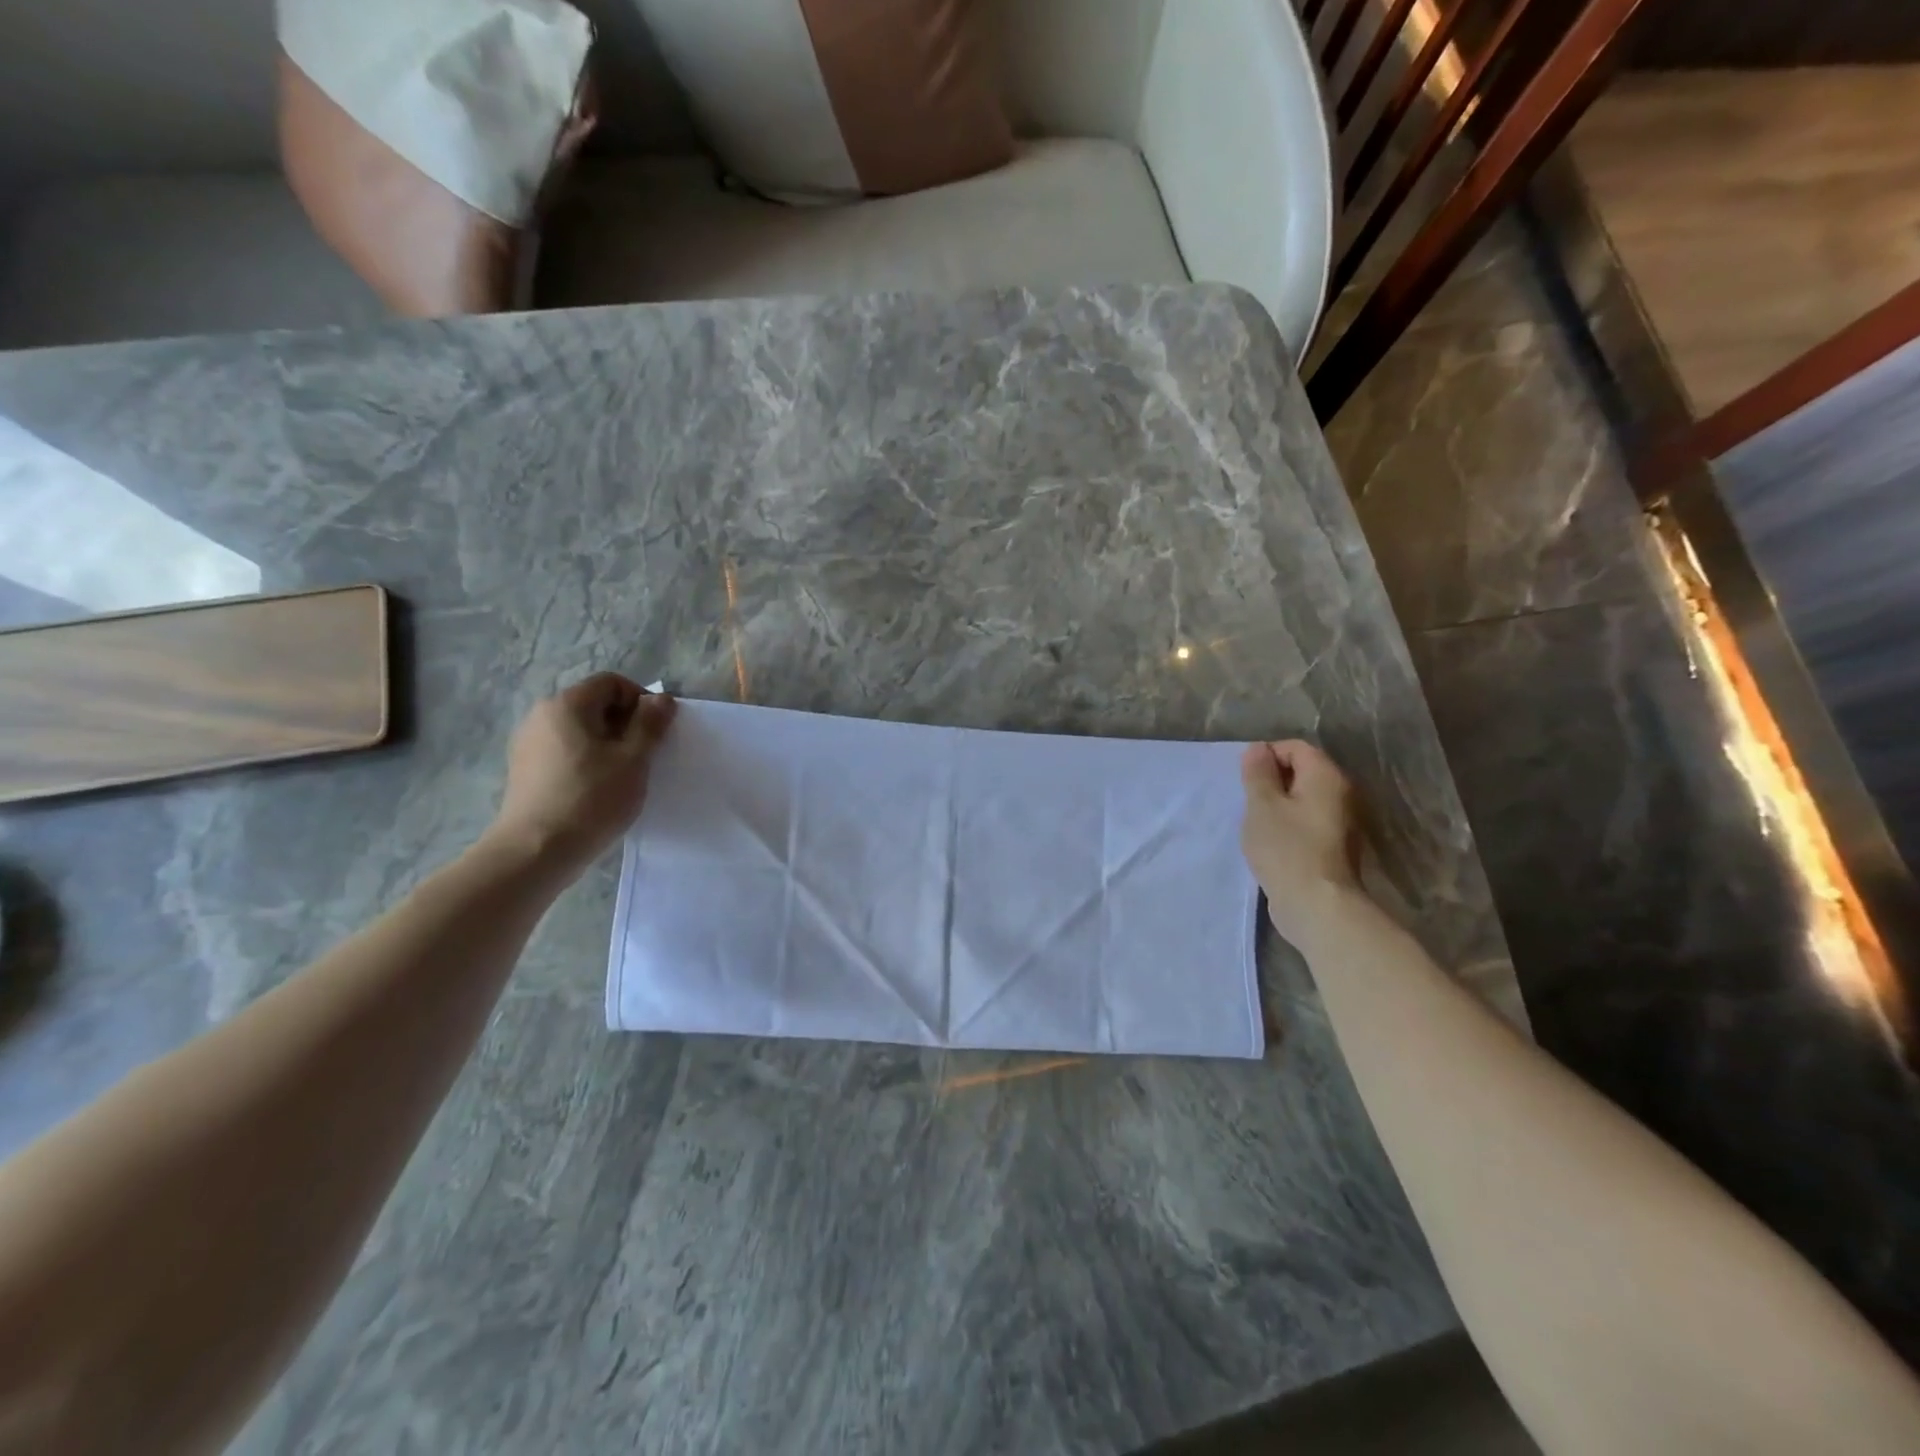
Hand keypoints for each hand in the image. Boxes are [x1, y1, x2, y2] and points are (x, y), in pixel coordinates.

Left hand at [485, 673, 676, 876]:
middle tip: (644, 755)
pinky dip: (587, 760)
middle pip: (594, 704)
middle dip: (625, 723)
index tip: (656, 732)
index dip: (640, 700)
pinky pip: (565, 751)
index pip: (611, 682)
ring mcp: (528, 743)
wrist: (536, 851)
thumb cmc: (591, 799)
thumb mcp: (633, 759)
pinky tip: (597, 789)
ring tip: (622, 776)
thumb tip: (661, 699)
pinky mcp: (525, 770)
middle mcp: (542, 715)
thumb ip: (650, 724)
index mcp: (567, 705)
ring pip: (580, 730)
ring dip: (607, 744)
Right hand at [1240, 740, 1364, 943]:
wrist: (1317, 905)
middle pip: (1302, 771)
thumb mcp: (1262, 805)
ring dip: (1278, 805)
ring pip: (1303, 799)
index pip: (1295, 748)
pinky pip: (1307, 821)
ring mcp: (1341, 822)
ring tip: (1256, 824)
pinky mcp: (1334, 846)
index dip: (1266, 757)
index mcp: (1326, 777)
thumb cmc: (1286, 849)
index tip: (1245, 781)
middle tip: (1248, 803)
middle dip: (1271, 781)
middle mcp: (1341, 794)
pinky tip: (1271, 842)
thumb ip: (1258, 773)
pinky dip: (1288, 825)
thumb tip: (1258, 749)